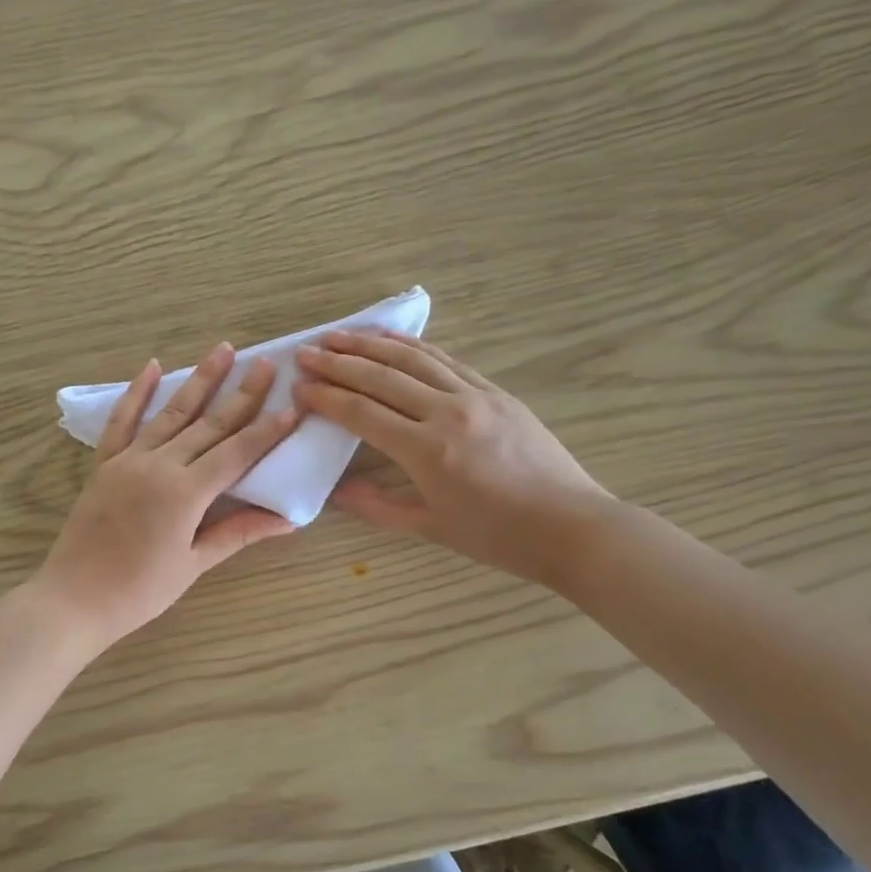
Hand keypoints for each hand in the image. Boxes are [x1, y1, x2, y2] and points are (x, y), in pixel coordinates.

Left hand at [36, 344, 299, 648]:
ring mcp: (128, 460)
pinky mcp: (104, 464)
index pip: (236, 453)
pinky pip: (121, 421)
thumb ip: (238, 533)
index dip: (267, 430)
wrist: (74, 599)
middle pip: (208, 424)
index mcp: (185, 493)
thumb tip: (287, 519)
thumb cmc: (140, 591)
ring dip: (199, 380)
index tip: (292, 405)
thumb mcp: (194, 564)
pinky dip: (136, 392)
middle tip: (265, 363)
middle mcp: (159, 465)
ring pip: (170, 413)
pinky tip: (151, 366)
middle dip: (241, 393)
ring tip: (222, 349)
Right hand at [294, 332, 610, 587]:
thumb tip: (335, 492)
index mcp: (427, 451)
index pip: (362, 413)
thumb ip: (377, 507)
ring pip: (413, 359)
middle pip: (381, 377)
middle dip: (338, 362)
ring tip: (338, 335)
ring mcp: (476, 396)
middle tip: (304, 352)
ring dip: (371, 344)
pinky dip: (414, 347)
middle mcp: (447, 413)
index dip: (326, 398)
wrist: (572, 526)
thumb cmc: (498, 537)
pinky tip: (392, 340)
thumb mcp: (431, 528)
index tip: (298, 387)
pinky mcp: (497, 392)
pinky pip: (447, 361)